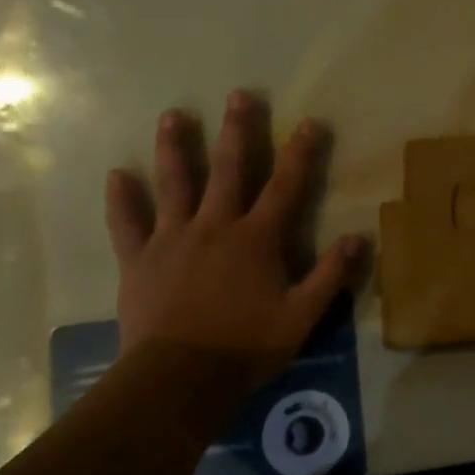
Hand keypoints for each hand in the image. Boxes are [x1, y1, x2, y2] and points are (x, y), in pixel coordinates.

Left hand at [104, 93, 360, 384]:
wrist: (178, 379)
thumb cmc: (245, 346)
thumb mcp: (302, 316)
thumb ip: (330, 275)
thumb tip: (358, 238)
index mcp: (256, 239)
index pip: (285, 186)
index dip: (300, 153)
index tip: (309, 122)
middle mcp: (215, 227)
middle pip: (228, 170)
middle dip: (237, 131)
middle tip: (238, 95)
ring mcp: (173, 240)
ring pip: (174, 184)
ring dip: (176, 148)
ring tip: (174, 115)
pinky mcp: (139, 260)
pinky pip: (127, 223)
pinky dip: (121, 199)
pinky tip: (116, 175)